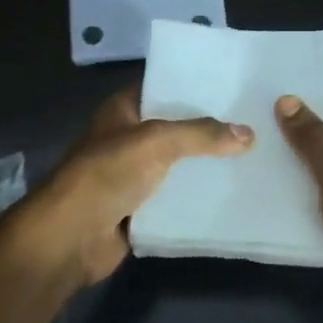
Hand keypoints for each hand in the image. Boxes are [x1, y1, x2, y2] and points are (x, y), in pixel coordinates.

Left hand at [4, 85, 252, 285]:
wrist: (70, 236)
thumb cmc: (107, 174)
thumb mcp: (156, 142)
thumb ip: (201, 134)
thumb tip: (249, 134)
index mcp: (122, 111)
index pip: (162, 87)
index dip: (194, 86)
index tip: (232, 87)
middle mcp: (126, 138)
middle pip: (174, 128)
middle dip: (208, 129)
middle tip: (252, 123)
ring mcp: (131, 175)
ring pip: (177, 165)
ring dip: (205, 165)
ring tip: (251, 156)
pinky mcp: (139, 208)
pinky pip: (174, 198)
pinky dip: (196, 197)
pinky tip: (231, 192)